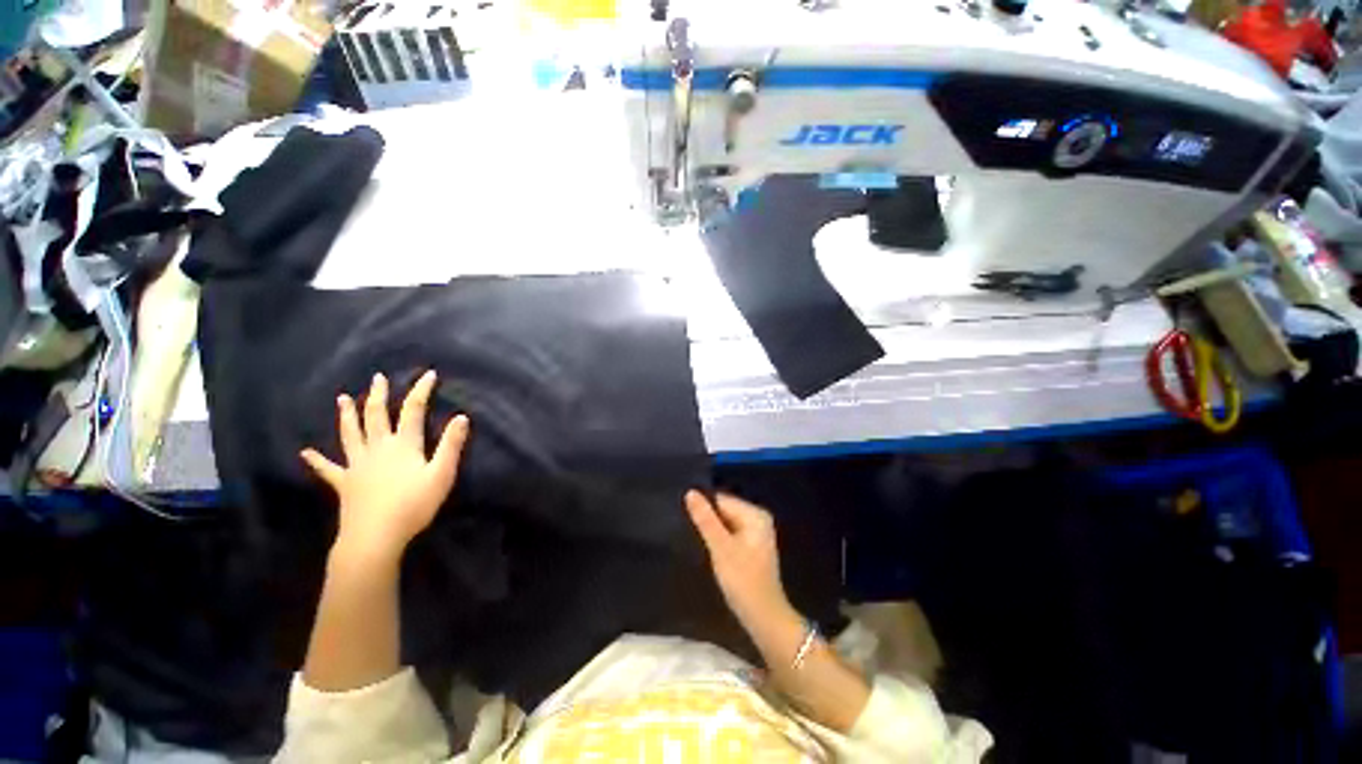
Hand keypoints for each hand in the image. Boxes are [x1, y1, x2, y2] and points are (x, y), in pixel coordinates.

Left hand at [301, 371, 469, 558]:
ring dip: (347, 415)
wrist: (375, 537)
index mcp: (403, 445)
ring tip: (342, 399)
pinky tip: (305, 453)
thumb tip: (462, 416)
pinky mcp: (345, 483)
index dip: (421, 391)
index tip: (428, 374)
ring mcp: (357, 465)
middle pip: (377, 416)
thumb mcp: (442, 474)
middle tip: (377, 378)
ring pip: (351, 434)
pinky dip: (317, 460)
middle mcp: (378, 448)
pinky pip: (329, 469)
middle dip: (379, 396)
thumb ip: (451, 445)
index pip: (413, 410)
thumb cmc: (413, 505)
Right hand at [685, 490, 792, 628]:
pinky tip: (710, 551)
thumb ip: (705, 519)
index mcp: (755, 514)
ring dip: (712, 531)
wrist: (764, 617)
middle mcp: (758, 518)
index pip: (721, 499)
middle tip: (690, 533)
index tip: (687, 522)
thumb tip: (690, 492)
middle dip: (708, 520)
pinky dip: (720, 540)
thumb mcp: (720, 547)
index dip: (703, 509)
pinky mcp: (752, 546)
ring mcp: (756, 532)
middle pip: (724, 510)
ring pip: (726, 522)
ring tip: (696, 541)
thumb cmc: (743, 580)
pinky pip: (731, 533)